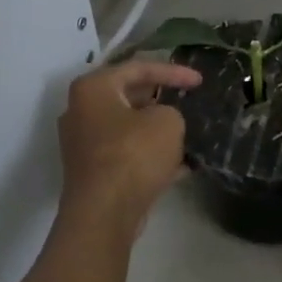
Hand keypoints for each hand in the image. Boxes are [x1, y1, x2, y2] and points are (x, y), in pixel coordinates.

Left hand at [57, 59, 202, 237]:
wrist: (104, 213)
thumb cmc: (133, 155)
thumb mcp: (167, 122)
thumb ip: (171, 111)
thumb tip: (162, 121)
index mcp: (93, 88)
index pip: (138, 68)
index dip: (173, 71)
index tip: (200, 81)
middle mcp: (81, 111)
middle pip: (129, 97)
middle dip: (162, 100)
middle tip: (188, 102)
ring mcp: (84, 144)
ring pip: (129, 128)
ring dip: (158, 131)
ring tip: (189, 133)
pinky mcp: (93, 172)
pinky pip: (127, 154)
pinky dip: (152, 156)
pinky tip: (183, 166)